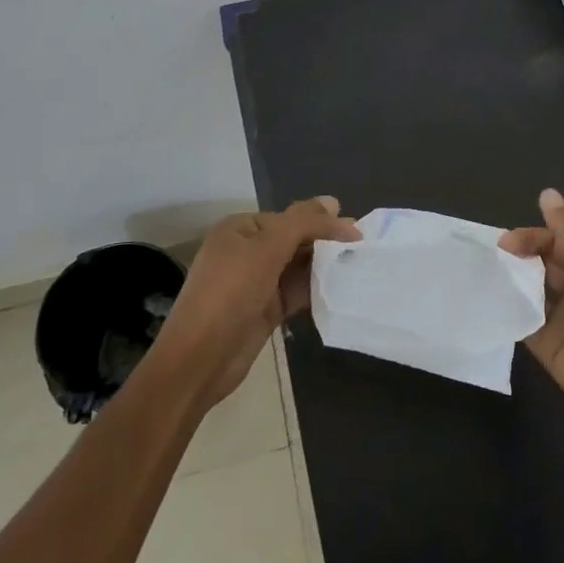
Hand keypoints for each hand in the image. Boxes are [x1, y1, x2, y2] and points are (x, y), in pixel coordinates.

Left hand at [158, 196, 360, 409]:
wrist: (200, 360)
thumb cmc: (230, 294)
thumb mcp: (267, 249)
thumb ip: (303, 223)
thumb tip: (333, 202)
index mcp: (240, 230)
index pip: (289, 218)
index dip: (321, 222)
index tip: (356, 233)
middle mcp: (247, 252)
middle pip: (295, 240)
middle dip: (326, 243)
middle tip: (363, 248)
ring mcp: (256, 283)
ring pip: (298, 267)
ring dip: (324, 267)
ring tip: (360, 267)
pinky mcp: (266, 310)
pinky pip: (297, 292)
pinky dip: (317, 289)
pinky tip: (342, 289)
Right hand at [500, 189, 563, 439]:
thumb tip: (547, 193)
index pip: (554, 242)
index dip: (531, 238)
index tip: (505, 243)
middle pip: (538, 264)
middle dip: (515, 257)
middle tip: (489, 259)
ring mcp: (557, 318)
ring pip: (527, 291)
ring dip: (508, 283)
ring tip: (479, 277)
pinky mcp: (544, 346)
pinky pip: (520, 322)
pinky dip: (505, 312)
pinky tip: (485, 306)